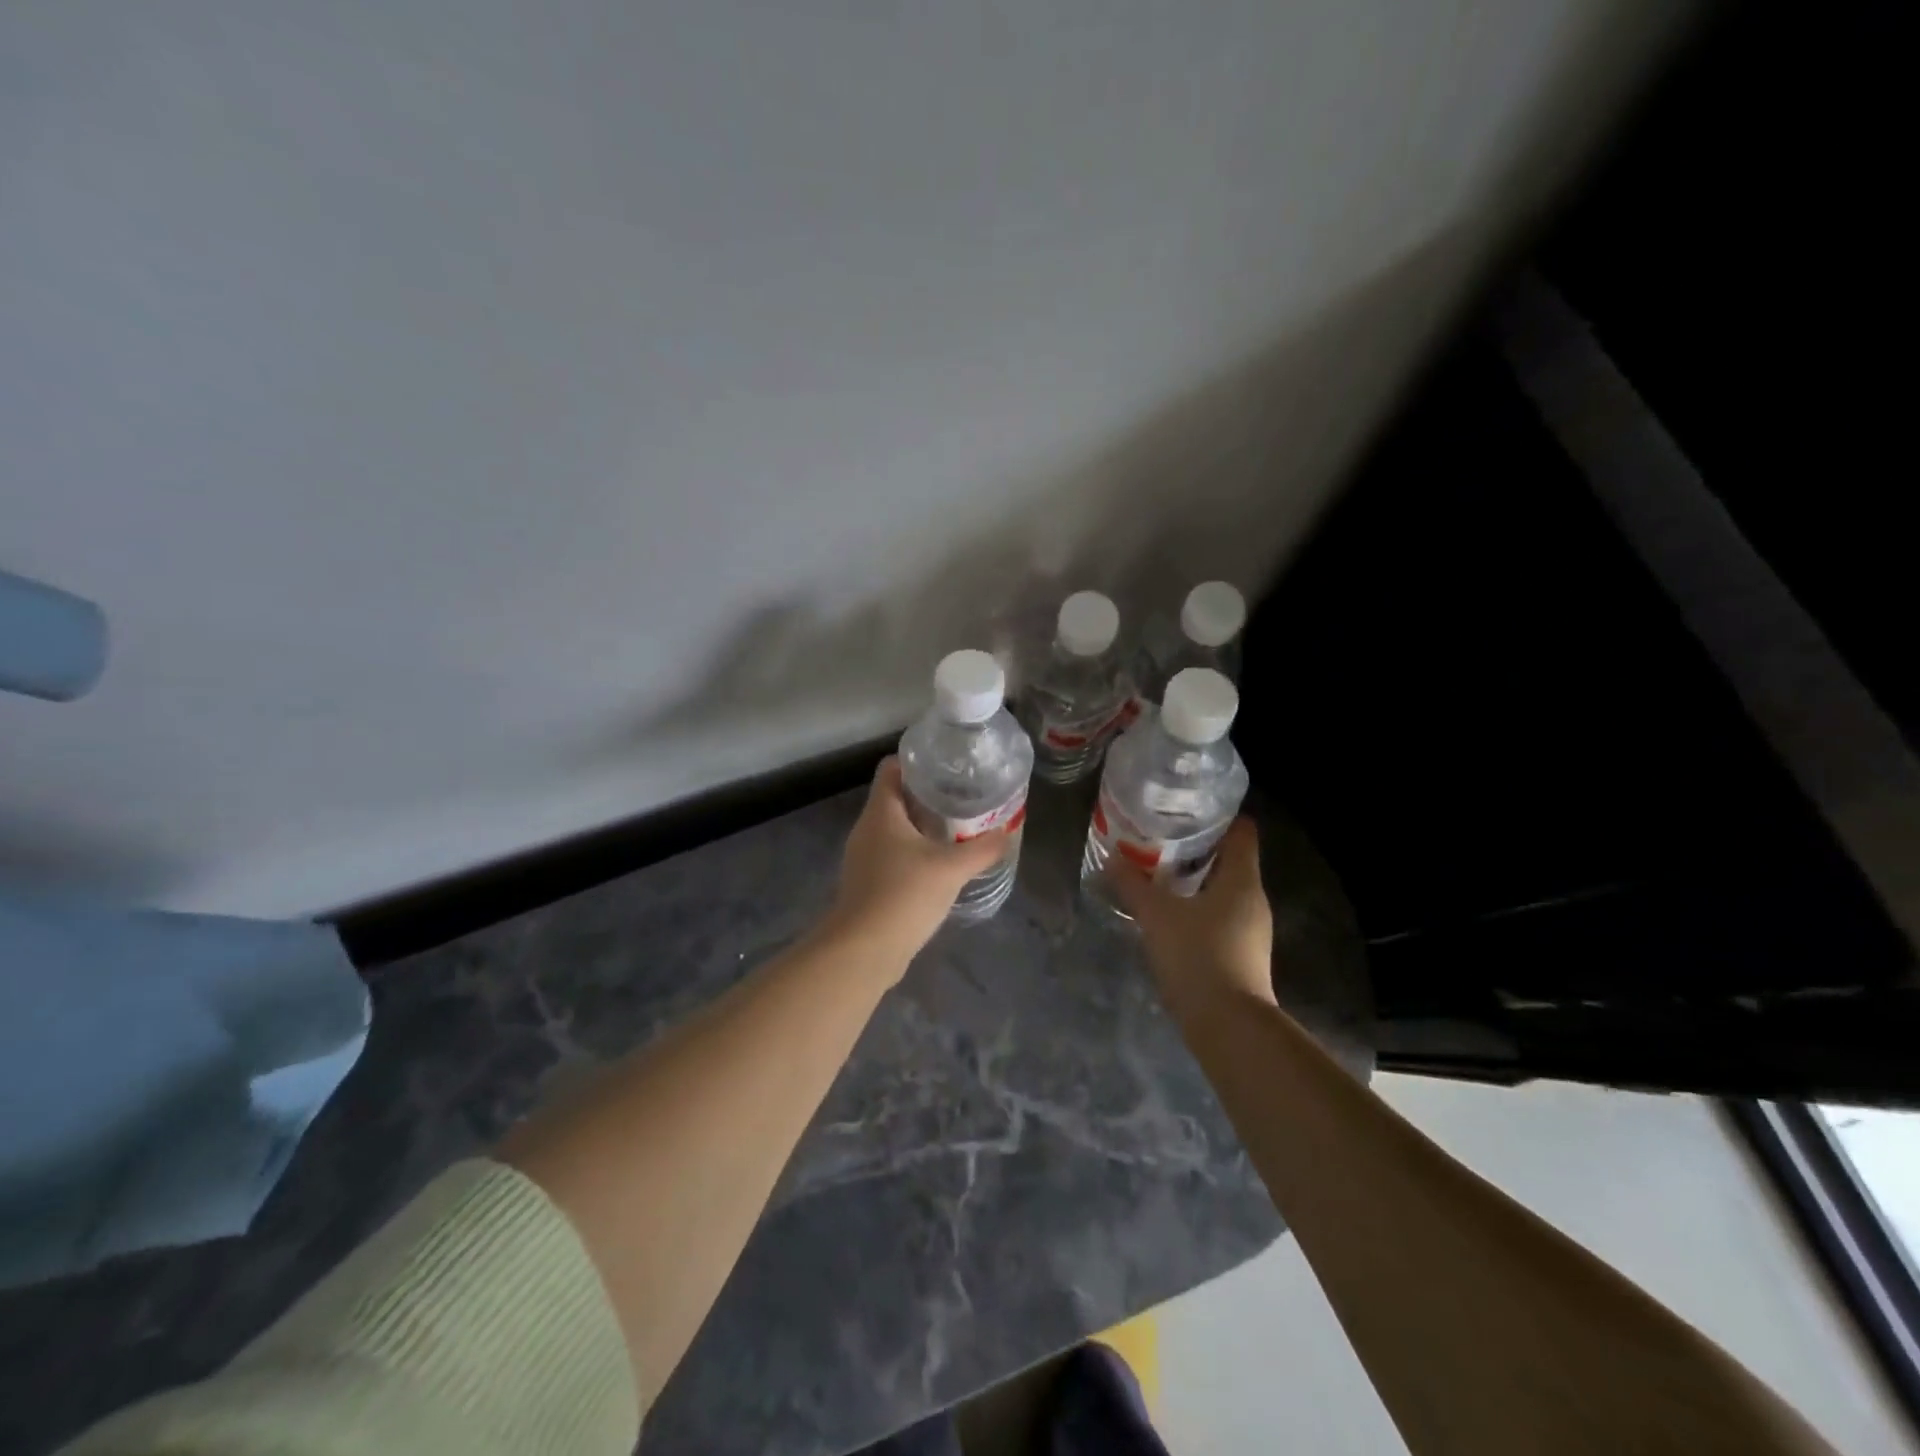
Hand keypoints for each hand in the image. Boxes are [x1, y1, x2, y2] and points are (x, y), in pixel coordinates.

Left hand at [826, 757, 1010, 968]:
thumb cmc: (903, 895)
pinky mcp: (869, 883)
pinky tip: (942, 864)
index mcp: (881, 812)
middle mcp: (867, 829)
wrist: (863, 950)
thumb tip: (1005, 833)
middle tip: (964, 796)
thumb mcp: (951, 869)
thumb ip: (981, 849)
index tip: (948, 765)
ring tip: (959, 828)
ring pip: (896, 829)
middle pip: (896, 798)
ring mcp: (865, 857)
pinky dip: (916, 852)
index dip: (917, 761)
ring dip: (924, 826)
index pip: (891, 769)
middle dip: (929, 795)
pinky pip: (894, 855)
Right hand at [1108, 818, 1275, 1016]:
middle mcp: (1253, 899)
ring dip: (1194, 880)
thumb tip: (1111, 857)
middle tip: (1160, 838)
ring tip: (1157, 873)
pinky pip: (1219, 917)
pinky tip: (1168, 914)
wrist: (1227, 1025)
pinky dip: (1197, 908)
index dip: (1218, 816)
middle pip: (1230, 859)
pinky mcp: (1241, 954)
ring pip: (1223, 890)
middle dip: (1196, 848)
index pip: (1242, 831)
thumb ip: (1131, 884)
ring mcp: (1251, 930)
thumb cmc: (1198, 956)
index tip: (1186, 811)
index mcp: (1242, 879)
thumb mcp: (1156, 914)